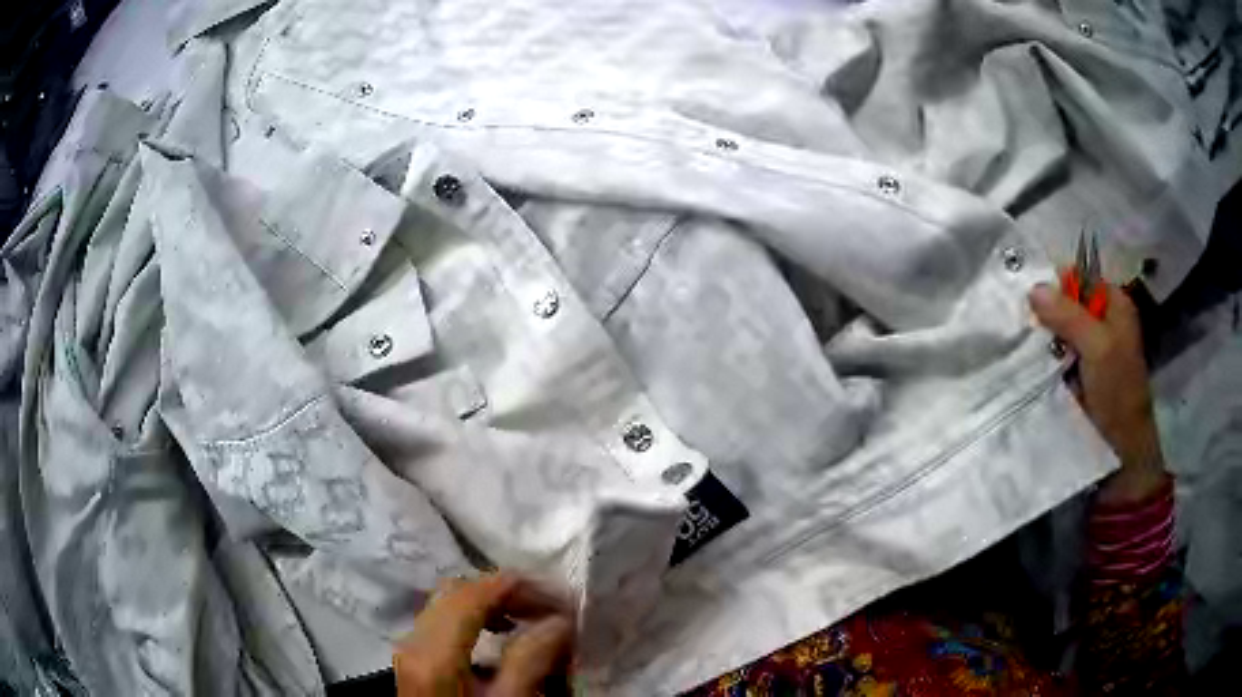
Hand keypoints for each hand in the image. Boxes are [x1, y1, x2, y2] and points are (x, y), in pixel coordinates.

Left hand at [394, 573, 574, 696]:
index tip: (562, 598)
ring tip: (528, 618)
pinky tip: (498, 633)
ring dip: (489, 602)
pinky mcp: (414, 660)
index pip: (475, 593)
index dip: (520, 587)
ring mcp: (409, 649)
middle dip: (506, 591)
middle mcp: (414, 641)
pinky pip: (441, 620)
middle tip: (548, 607)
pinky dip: (472, 617)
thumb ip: (531, 660)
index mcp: (435, 652)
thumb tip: (559, 621)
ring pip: (446, 603)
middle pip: (457, 590)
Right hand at [1029, 281, 1168, 504]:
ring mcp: (1090, 349)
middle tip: (1025, 323)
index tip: (1032, 298)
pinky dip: (1044, 357)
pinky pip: (1057, 354)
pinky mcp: (1078, 374)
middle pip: (1068, 302)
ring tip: (1022, 342)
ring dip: (1043, 337)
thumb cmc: (1117, 393)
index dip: (1057, 282)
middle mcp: (1103, 321)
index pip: (1080, 276)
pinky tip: (1029, 361)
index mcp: (1115, 304)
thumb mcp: (1098, 347)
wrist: (1120, 452)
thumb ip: (1069, 315)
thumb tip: (1033, 288)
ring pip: (1060, 330)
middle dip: (1047, 311)